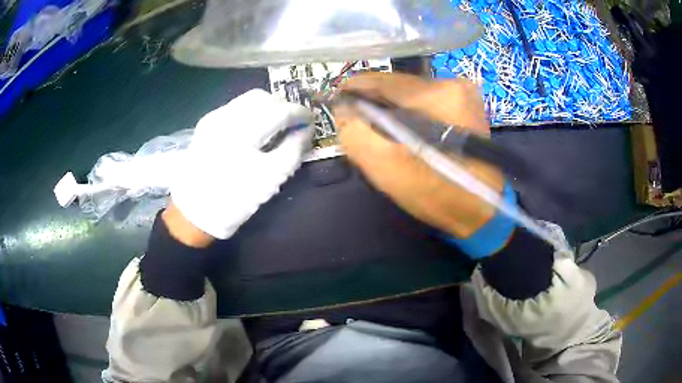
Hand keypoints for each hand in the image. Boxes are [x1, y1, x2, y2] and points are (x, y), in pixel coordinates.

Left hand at [168, 89, 314, 242]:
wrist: (193, 213)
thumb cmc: (234, 200)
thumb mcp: (271, 179)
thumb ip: (293, 150)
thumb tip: (306, 130)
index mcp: (242, 131)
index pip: (280, 109)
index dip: (300, 113)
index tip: (311, 122)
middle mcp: (226, 116)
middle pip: (263, 97)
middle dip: (283, 106)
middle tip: (294, 124)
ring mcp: (213, 118)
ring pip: (248, 99)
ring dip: (268, 107)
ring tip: (277, 125)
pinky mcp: (206, 124)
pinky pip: (236, 107)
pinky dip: (252, 112)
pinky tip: (255, 129)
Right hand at [334, 73, 503, 237]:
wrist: (481, 213)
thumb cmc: (436, 193)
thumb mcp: (386, 166)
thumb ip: (355, 132)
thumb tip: (343, 109)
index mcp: (439, 94)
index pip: (385, 80)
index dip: (355, 87)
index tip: (334, 97)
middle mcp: (455, 85)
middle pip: (399, 87)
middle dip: (374, 103)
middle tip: (354, 120)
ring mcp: (464, 95)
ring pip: (412, 96)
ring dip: (391, 110)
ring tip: (377, 130)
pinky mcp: (467, 108)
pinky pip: (426, 105)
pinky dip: (409, 116)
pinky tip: (402, 133)